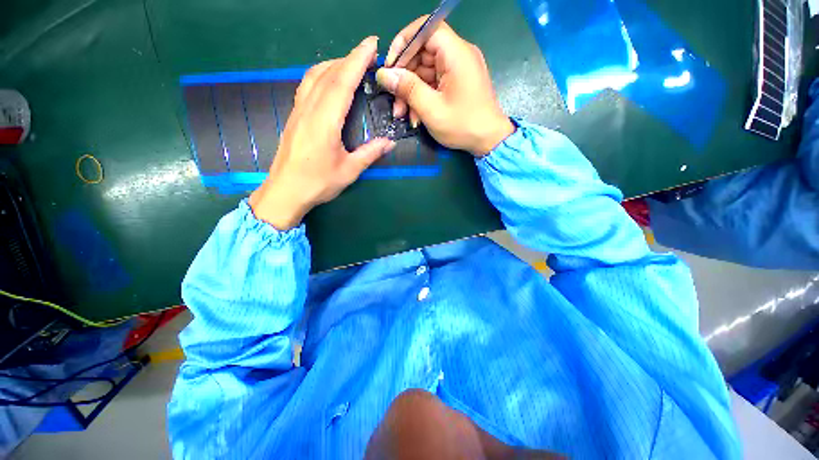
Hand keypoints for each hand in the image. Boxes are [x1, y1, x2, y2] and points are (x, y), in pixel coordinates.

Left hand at [250, 37, 395, 229]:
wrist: (285, 192)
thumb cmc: (318, 183)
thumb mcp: (349, 171)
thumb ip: (370, 153)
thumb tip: (389, 142)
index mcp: (325, 122)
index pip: (342, 82)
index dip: (357, 60)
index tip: (371, 44)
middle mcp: (309, 110)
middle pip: (328, 73)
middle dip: (349, 58)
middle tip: (368, 53)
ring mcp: (298, 111)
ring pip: (314, 76)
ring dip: (333, 64)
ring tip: (350, 63)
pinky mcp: (294, 117)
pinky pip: (307, 86)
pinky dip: (321, 75)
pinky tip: (329, 80)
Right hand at [377, 18, 513, 156]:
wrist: (488, 140)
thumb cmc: (463, 125)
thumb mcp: (431, 109)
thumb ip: (407, 89)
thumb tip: (384, 74)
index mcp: (456, 53)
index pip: (425, 29)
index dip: (403, 43)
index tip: (390, 66)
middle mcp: (458, 55)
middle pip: (423, 53)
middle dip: (405, 77)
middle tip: (393, 100)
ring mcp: (458, 70)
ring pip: (425, 71)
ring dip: (411, 91)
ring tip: (402, 113)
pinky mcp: (457, 83)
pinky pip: (433, 83)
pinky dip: (422, 97)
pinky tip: (415, 116)